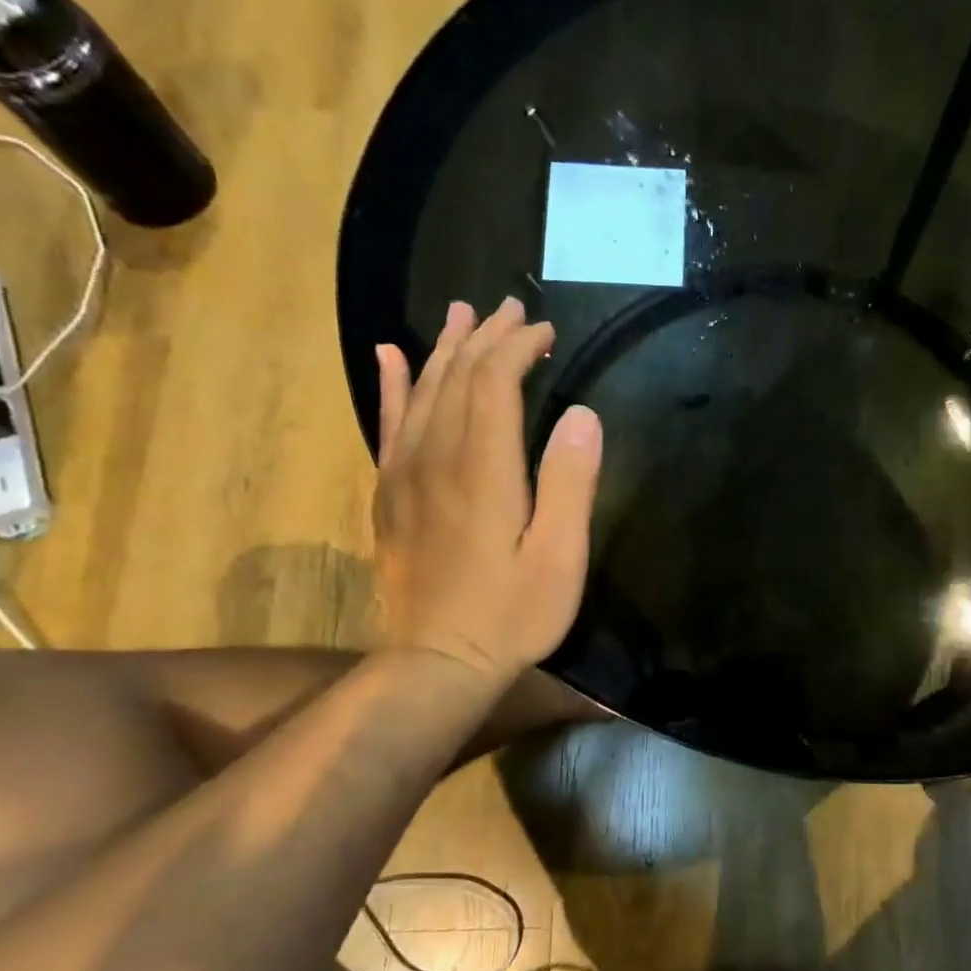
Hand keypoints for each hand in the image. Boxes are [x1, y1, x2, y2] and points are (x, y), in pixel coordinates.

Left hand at [372, 298, 602, 678]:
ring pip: (421, 392)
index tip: (545, 331)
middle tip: (510, 308)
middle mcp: (438, 458)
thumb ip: (570, 482)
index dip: (518, 348)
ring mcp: (406, 475)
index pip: (495, 383)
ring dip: (444, 349)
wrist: (438, 662)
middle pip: (456, 377)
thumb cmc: (512, 614)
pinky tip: (391, 356)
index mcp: (484, 469)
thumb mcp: (560, 556)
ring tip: (460, 314)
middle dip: (485, 337)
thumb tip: (583, 414)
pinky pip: (387, 425)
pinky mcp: (390, 495)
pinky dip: (392, 385)